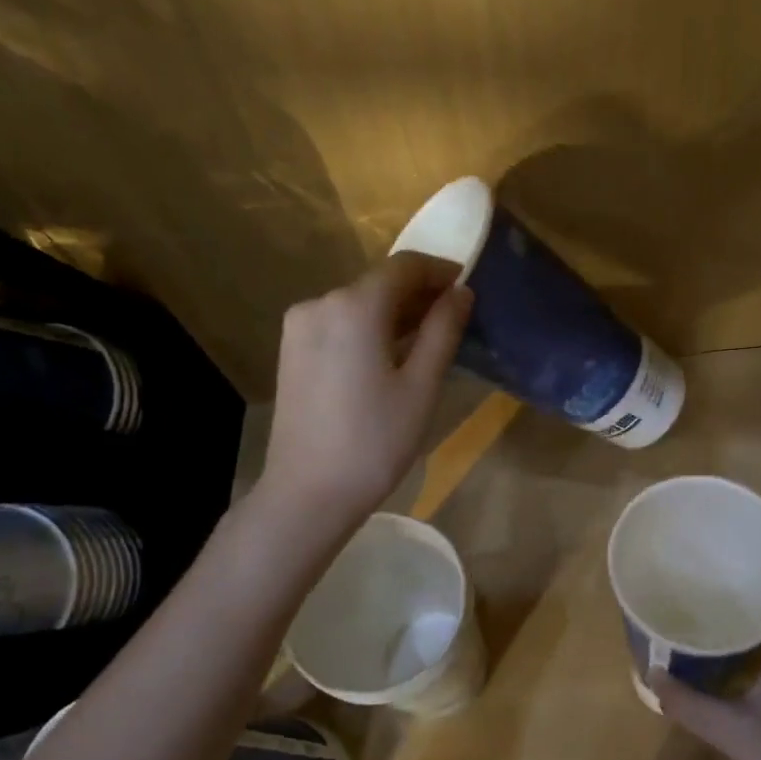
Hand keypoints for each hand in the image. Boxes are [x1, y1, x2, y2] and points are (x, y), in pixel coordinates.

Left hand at [259, 253, 471, 525]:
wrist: (308, 493)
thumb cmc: (375, 441)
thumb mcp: (422, 385)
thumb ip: (443, 330)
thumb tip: (461, 292)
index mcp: (354, 306)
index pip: (405, 266)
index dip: (440, 271)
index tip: (468, 286)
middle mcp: (320, 303)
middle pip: (379, 283)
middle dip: (419, 293)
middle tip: (455, 318)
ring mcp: (299, 327)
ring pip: (358, 304)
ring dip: (395, 313)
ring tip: (428, 341)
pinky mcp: (292, 351)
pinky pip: (339, 323)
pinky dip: (370, 328)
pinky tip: (390, 355)